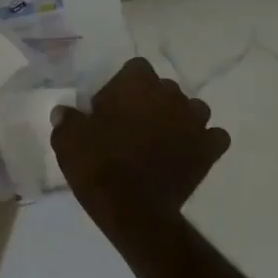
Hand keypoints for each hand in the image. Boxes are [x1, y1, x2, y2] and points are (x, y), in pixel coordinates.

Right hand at [51, 57, 231, 223]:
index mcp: (136, 83)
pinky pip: (213, 136)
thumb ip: (67, 119)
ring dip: (178, 118)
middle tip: (129, 126)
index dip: (122, 86)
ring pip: (191, 108)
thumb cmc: (97, 165)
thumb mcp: (67, 139)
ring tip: (159, 139)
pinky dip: (202, 141)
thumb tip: (64, 112)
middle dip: (150, 101)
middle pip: (163, 88)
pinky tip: (186, 152)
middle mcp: (170, 94)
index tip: (108, 108)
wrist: (132, 209)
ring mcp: (194, 121)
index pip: (135, 68)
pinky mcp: (209, 150)